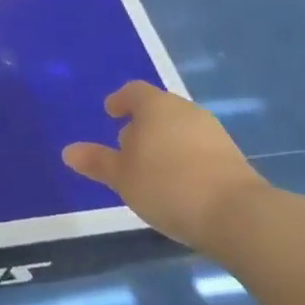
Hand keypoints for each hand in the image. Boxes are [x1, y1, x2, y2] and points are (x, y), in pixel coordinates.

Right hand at [62, 82, 269, 247]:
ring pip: (179, 127)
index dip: (119, 100)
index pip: (133, 91)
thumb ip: (97, 162)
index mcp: (155, 106)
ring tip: (151, 168)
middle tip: (126, 147)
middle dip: (141, 123)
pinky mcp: (230, 154)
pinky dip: (183, 156)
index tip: (110, 113)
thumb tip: (68, 151)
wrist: (235, 213)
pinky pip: (197, 147)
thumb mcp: (123, 178)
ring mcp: (212, 130)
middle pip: (158, 108)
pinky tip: (178, 182)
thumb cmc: (167, 186)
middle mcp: (185, 109)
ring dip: (163, 141)